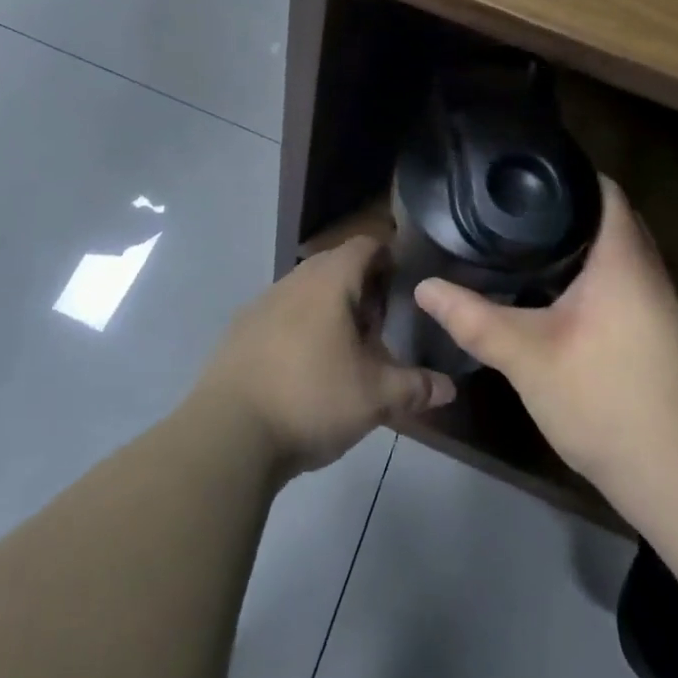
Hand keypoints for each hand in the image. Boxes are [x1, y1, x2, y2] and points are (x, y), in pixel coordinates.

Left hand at [192, 237, 455, 476]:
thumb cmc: (311, 398)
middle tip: (381, 323)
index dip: (388, 256)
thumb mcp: (375, 397)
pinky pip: (280, 315)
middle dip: (361, 287)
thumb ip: (414, 387)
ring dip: (328, 308)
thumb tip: (448, 387)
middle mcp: (293, 281)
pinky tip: (305, 368)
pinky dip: (299, 328)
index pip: (364, 245)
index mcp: (329, 281)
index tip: (404, 283)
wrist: (228, 433)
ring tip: (346, 349)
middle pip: (334, 266)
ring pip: (305, 291)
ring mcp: (261, 304)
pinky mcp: (239, 332)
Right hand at [416, 178, 677, 509]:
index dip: (567, 172)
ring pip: (618, 250)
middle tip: (513, 204)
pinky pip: (623, 277)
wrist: (676, 473)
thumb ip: (473, 318)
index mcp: (622, 259)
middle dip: (567, 206)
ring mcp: (658, 302)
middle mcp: (648, 270)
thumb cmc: (603, 398)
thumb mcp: (526, 356)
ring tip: (525, 236)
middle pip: (611, 215)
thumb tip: (423, 287)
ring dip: (580, 240)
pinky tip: (554, 288)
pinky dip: (591, 270)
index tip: (524, 172)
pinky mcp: (657, 330)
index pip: (603, 190)